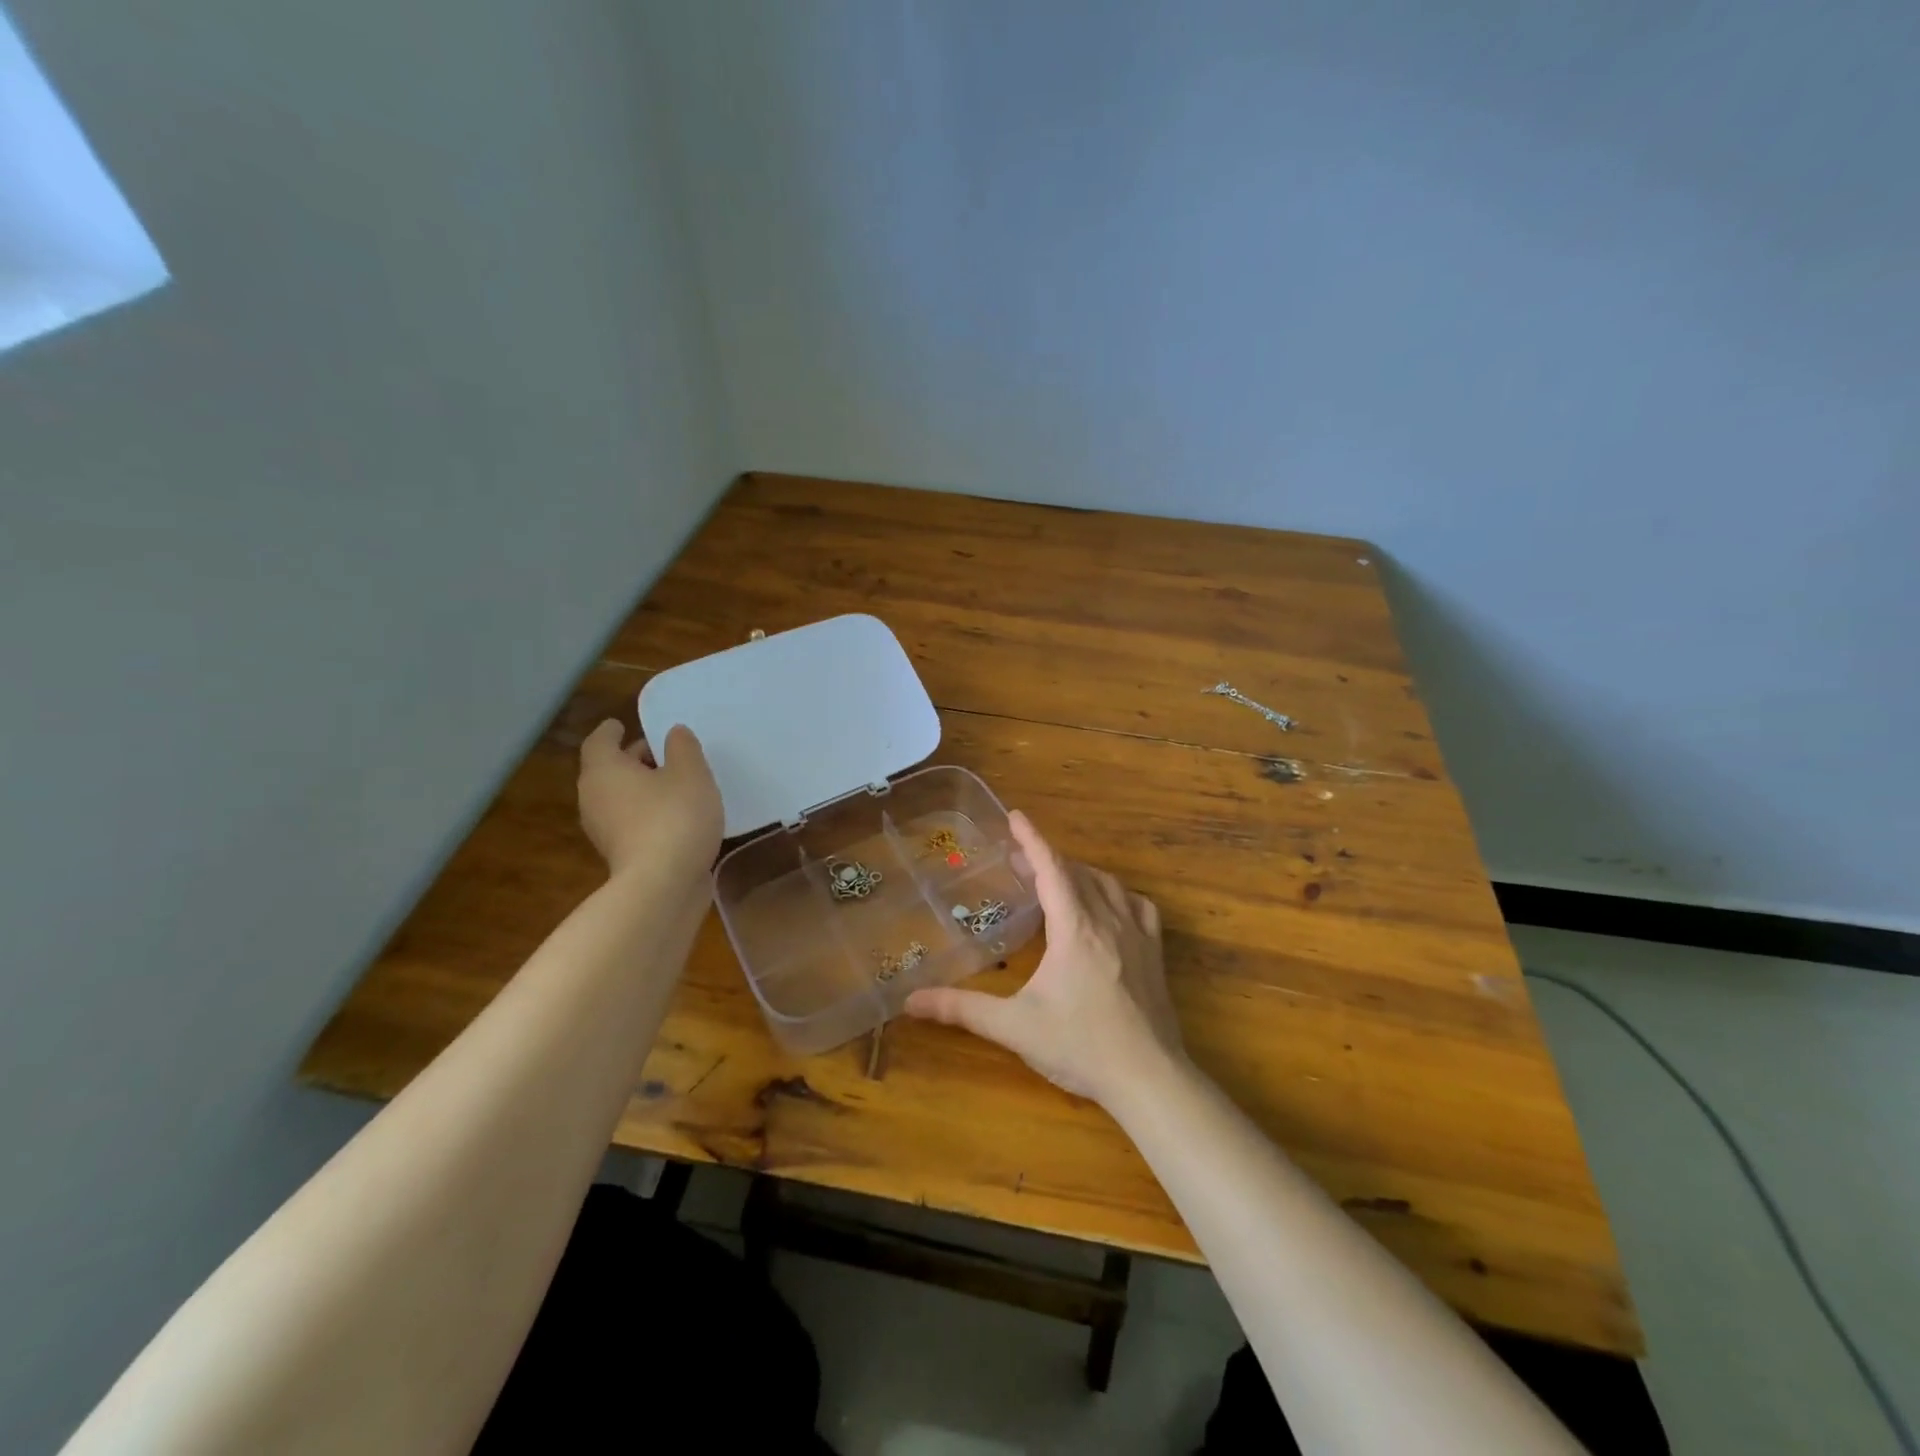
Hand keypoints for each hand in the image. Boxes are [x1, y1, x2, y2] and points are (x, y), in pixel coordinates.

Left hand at [576, 720, 722, 876]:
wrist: (663, 885)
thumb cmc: (674, 817)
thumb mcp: (691, 773)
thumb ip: (683, 747)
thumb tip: (673, 734)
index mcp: (604, 771)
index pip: (599, 741)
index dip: (612, 731)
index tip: (622, 725)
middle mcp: (594, 798)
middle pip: (609, 770)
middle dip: (634, 759)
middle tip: (664, 753)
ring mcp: (604, 831)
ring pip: (620, 797)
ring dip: (642, 788)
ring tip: (677, 784)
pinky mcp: (620, 855)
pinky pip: (631, 821)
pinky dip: (647, 812)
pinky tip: (677, 815)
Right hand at [904, 811, 1184, 1106]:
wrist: (1149, 1079)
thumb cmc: (1080, 1046)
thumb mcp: (1015, 1027)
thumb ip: (962, 1010)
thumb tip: (911, 1001)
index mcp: (1074, 928)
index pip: (1051, 868)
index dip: (1031, 839)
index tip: (1015, 816)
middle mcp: (1108, 920)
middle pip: (1077, 872)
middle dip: (1047, 859)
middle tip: (1020, 862)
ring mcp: (1138, 935)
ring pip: (1108, 885)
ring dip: (1080, 874)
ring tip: (1058, 881)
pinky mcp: (1155, 954)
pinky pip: (1139, 906)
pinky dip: (1118, 895)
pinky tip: (1110, 907)